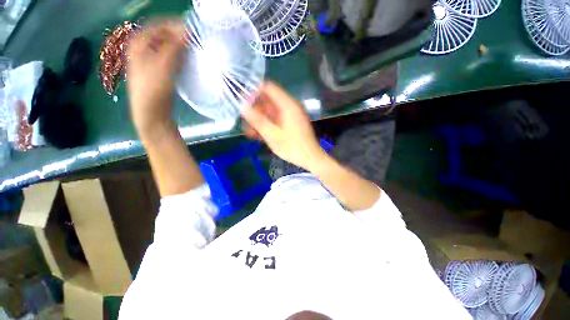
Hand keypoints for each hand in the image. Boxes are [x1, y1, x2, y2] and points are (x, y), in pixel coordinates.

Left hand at [127, 20, 184, 136]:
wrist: (151, 112)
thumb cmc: (154, 88)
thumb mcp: (164, 65)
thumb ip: (175, 46)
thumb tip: (187, 29)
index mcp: (138, 42)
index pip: (158, 24)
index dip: (175, 24)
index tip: (193, 29)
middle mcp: (142, 48)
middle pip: (163, 35)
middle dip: (179, 36)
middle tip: (195, 40)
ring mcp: (149, 60)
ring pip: (167, 46)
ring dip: (180, 47)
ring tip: (194, 50)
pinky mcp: (157, 70)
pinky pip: (169, 57)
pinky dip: (179, 56)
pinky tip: (187, 61)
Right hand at [241, 82, 325, 169]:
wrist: (310, 158)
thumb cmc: (292, 147)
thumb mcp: (272, 135)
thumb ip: (257, 120)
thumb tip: (243, 107)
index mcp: (288, 105)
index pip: (268, 88)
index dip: (254, 92)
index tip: (244, 103)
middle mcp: (290, 106)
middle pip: (269, 101)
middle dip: (255, 110)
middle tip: (244, 121)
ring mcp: (291, 115)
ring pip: (271, 112)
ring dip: (260, 119)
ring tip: (248, 131)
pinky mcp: (291, 123)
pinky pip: (277, 119)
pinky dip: (268, 124)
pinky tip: (258, 134)